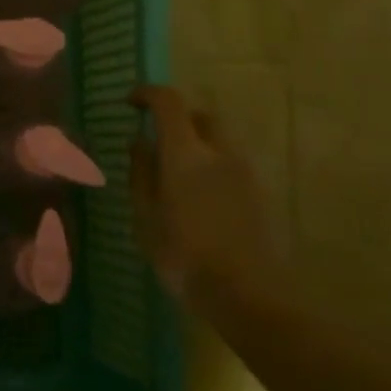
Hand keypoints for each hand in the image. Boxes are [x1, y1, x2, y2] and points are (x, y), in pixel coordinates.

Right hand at [130, 86, 275, 298]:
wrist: (248, 295)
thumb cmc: (184, 255)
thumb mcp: (146, 217)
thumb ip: (141, 173)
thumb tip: (139, 142)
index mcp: (186, 153)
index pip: (169, 102)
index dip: (148, 94)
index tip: (130, 103)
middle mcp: (220, 152)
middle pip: (200, 116)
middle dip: (177, 118)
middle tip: (157, 140)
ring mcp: (245, 172)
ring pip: (219, 140)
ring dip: (197, 143)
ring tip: (177, 173)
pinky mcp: (260, 193)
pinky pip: (231, 163)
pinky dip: (213, 165)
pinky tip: (199, 198)